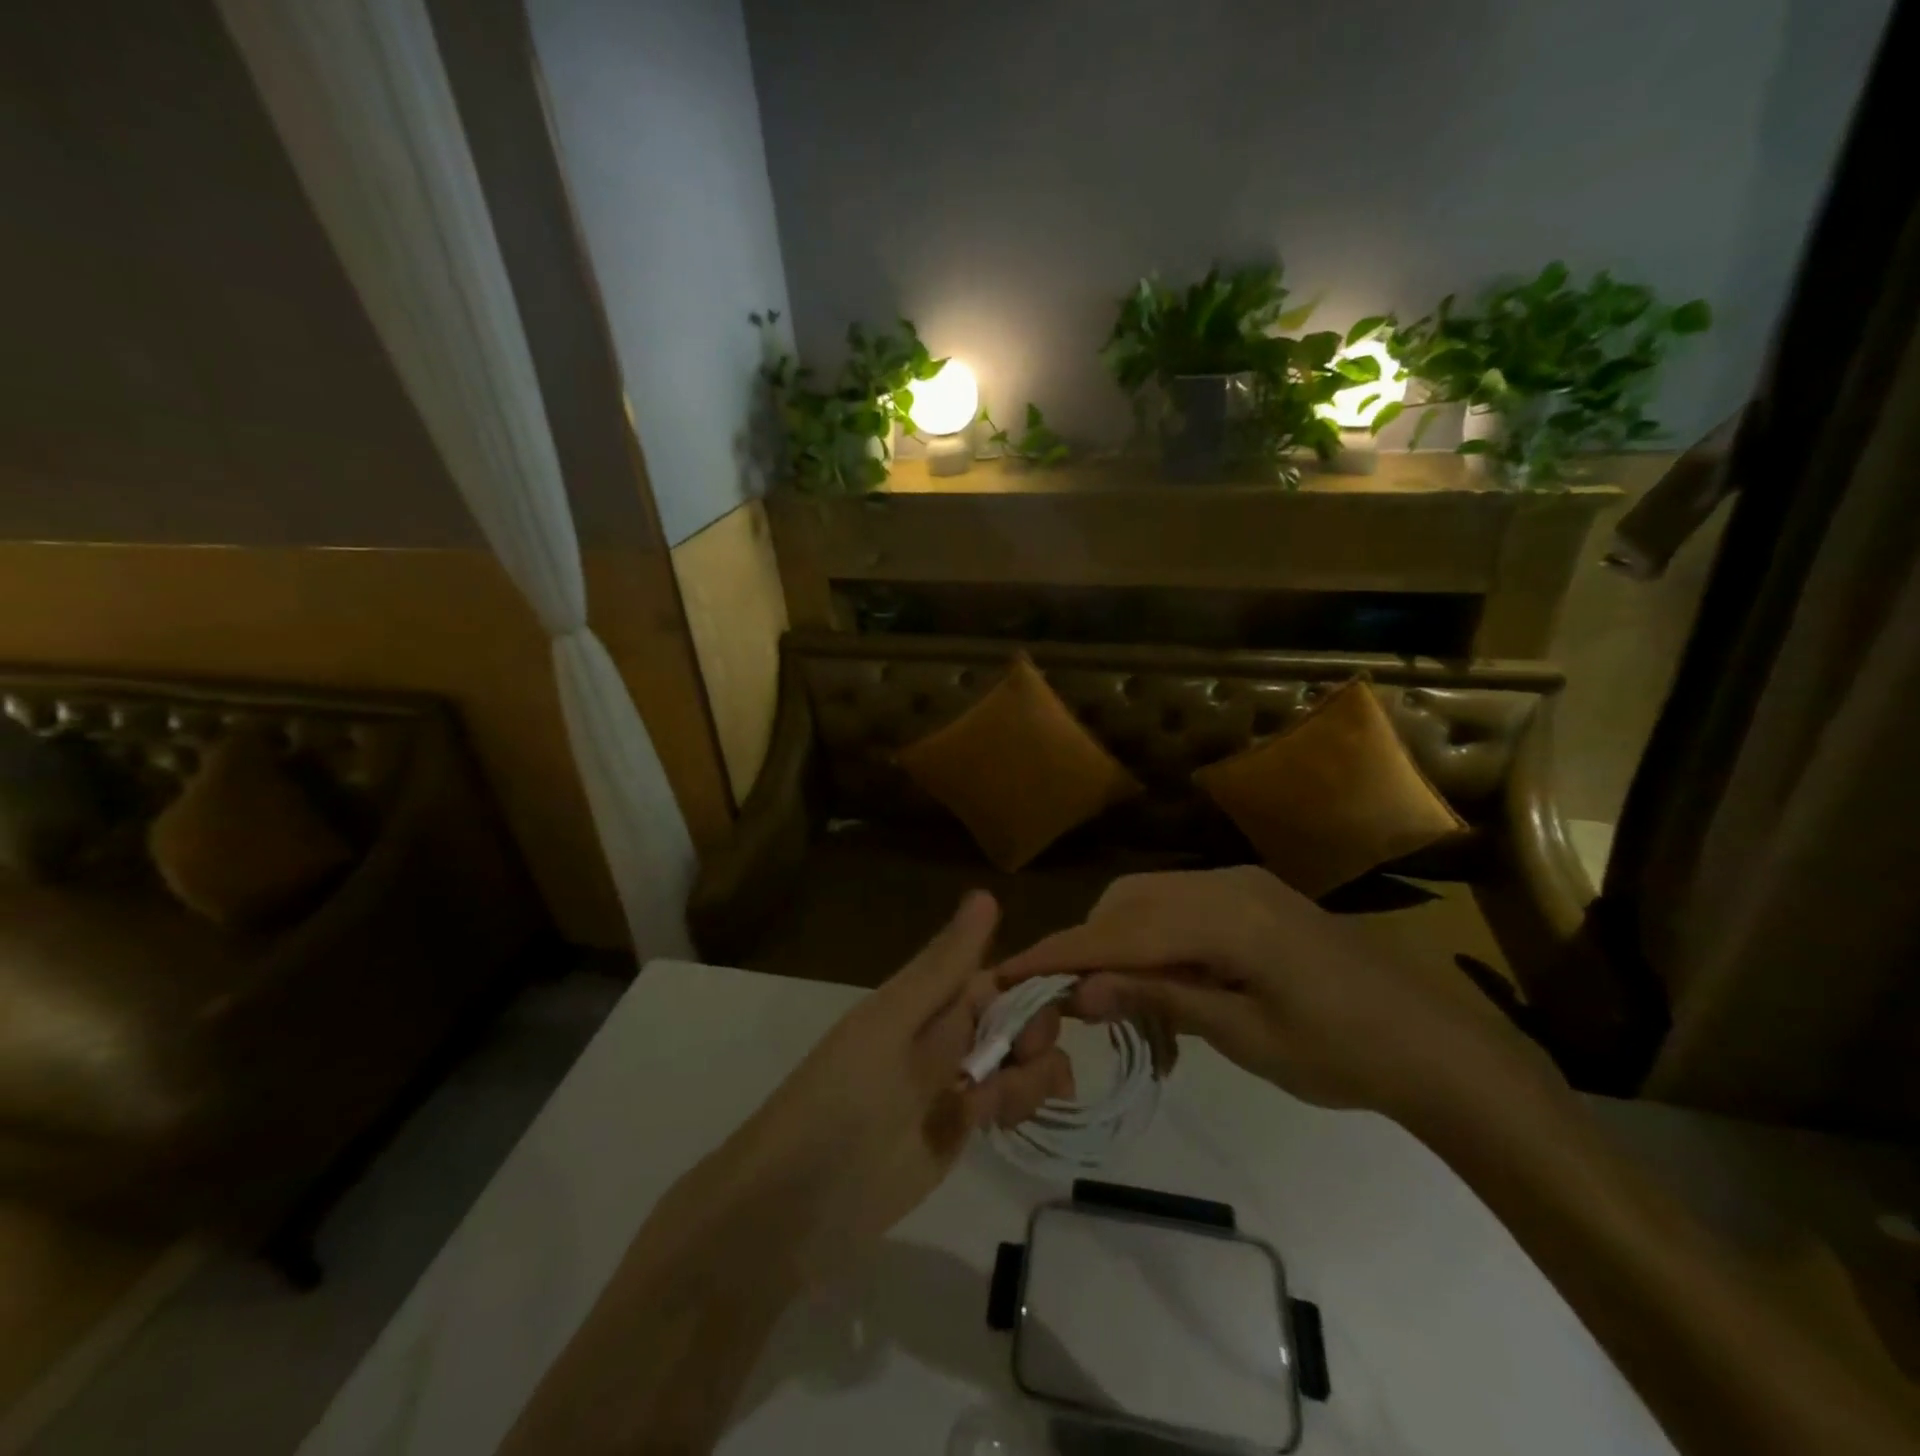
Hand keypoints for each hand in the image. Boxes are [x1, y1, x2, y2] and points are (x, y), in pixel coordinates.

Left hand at [708, 891, 1070, 1275]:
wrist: (795, 1204)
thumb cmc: (842, 1095)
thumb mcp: (892, 1022)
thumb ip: (943, 966)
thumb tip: (986, 892)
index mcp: (928, 1000)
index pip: (996, 976)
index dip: (1030, 984)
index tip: (1061, 999)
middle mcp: (947, 1034)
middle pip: (1017, 1018)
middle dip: (1035, 1031)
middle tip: (1023, 1058)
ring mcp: (955, 1084)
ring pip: (1020, 1061)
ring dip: (1033, 1073)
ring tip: (1003, 1103)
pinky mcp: (959, 1131)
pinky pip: (1007, 1104)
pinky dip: (1020, 1104)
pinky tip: (1004, 1120)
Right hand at [997, 866, 1544, 1118]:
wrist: (1435, 1043)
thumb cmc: (1342, 1053)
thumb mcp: (1245, 1036)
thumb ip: (1161, 999)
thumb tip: (1082, 991)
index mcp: (1225, 917)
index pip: (1119, 931)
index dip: (1061, 952)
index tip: (1009, 971)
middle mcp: (1225, 884)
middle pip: (1127, 902)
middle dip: (1089, 945)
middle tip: (1074, 1003)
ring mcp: (1241, 884)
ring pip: (1149, 899)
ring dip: (1122, 942)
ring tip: (1124, 1004)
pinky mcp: (1253, 896)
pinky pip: (1181, 906)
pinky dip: (1155, 938)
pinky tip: (1167, 984)